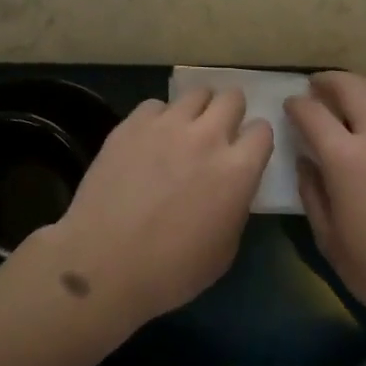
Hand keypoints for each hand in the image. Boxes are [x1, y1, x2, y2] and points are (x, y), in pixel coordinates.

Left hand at [38, 87, 272, 328]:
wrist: (104, 263)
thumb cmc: (171, 271)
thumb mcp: (224, 249)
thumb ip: (235, 205)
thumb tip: (230, 187)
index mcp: (237, 170)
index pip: (262, 130)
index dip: (254, 141)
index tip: (245, 152)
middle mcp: (207, 137)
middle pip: (232, 98)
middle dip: (230, 112)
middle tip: (218, 132)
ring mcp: (167, 125)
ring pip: (195, 93)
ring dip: (196, 110)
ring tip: (184, 131)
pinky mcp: (132, 124)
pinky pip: (155, 106)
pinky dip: (158, 119)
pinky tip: (148, 141)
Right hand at [285, 72, 365, 345]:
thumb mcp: (330, 241)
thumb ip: (312, 194)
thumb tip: (306, 161)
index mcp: (345, 159)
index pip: (311, 113)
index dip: (296, 105)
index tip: (291, 106)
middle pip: (349, 87)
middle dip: (327, 81)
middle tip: (318, 87)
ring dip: (364, 85)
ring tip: (356, 94)